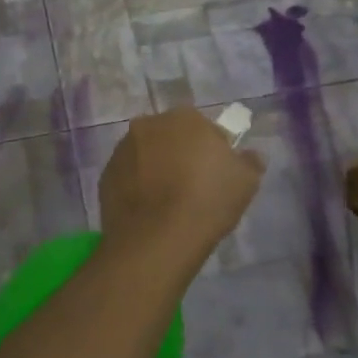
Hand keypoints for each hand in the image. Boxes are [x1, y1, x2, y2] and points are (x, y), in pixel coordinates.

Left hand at [98, 108, 265, 265]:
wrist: (157, 240)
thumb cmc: (207, 202)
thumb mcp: (246, 182)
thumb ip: (250, 161)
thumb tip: (251, 155)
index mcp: (185, 118)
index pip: (204, 128)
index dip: (213, 151)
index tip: (218, 175)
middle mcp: (149, 124)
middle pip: (171, 137)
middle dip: (181, 155)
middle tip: (193, 187)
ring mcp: (122, 150)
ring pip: (147, 155)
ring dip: (156, 169)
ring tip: (169, 203)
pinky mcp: (106, 176)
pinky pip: (128, 177)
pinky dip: (137, 188)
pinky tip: (149, 212)